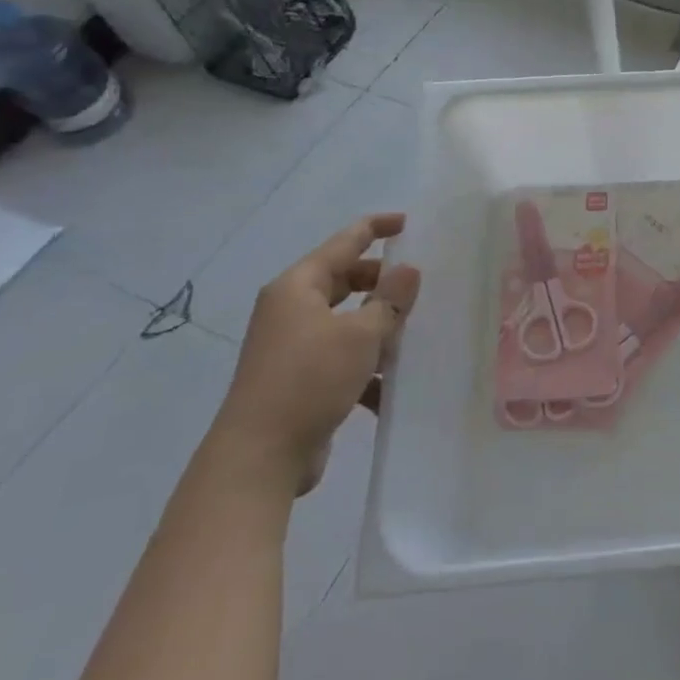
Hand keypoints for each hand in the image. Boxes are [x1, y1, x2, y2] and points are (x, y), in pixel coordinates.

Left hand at [211, 214, 420, 494]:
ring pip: (347, 320)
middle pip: (346, 280)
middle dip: (382, 283)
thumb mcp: (361, 334)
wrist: (259, 457)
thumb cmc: (309, 380)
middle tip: (419, 287)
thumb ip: (389, 300)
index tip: (408, 223)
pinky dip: (366, 364)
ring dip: (378, 326)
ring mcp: (293, 345)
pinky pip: (341, 356)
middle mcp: (292, 309)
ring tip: (414, 336)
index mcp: (298, 286)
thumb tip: (408, 270)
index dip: (376, 228)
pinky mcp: (299, 378)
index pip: (344, 242)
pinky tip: (392, 384)